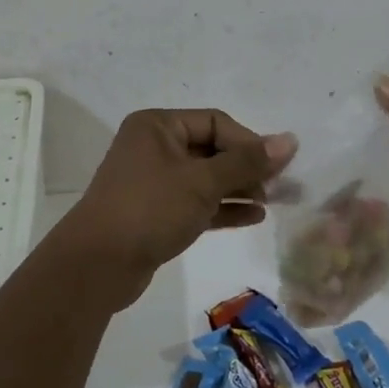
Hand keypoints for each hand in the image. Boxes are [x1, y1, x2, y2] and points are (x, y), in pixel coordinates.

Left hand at [54, 109, 297, 310]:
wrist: (98, 265)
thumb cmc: (150, 209)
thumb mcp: (202, 182)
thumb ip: (247, 162)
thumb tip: (290, 140)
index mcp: (158, 125)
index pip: (215, 122)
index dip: (248, 142)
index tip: (276, 167)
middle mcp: (154, 146)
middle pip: (211, 149)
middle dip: (246, 167)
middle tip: (280, 188)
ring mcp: (153, 181)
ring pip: (205, 178)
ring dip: (238, 188)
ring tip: (271, 203)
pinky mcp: (156, 212)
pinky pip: (196, 202)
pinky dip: (222, 207)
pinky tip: (253, 217)